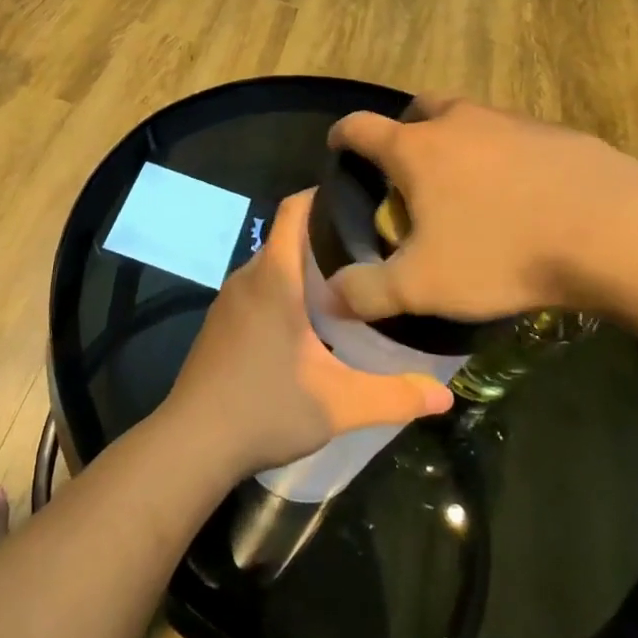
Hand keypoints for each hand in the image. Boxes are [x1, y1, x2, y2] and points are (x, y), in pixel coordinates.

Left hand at [163, 192, 454, 480]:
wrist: (193, 442)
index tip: (361, 200)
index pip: (294, 210)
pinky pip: (257, 288)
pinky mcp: (220, 323)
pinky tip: (310, 322)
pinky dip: (284, 288)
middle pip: (287, 236)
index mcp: (274, 277)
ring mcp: (228, 300)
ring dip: (305, 266)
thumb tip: (445, 397)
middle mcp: (247, 277)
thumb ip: (394, 397)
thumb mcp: (339, 404)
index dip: (323, 195)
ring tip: (349, 282)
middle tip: (373, 249)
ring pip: (272, 265)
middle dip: (326, 235)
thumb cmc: (265, 408)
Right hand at [328, 97, 637, 322]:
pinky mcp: (556, 133)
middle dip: (405, 128)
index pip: (361, 128)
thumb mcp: (424, 285)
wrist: (614, 231)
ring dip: (457, 139)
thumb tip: (329, 297)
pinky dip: (503, 154)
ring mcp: (511, 122)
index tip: (338, 147)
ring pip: (469, 118)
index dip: (343, 136)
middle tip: (408, 166)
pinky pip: (513, 135)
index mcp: (416, 149)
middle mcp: (458, 122)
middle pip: (419, 108)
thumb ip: (368, 291)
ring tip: (467, 184)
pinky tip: (521, 193)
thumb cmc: (502, 251)